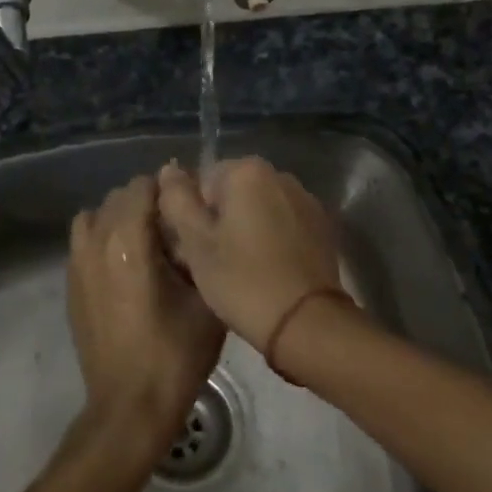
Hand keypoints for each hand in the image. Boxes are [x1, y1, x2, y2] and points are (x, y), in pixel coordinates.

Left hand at [68, 175, 226, 456]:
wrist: (130, 405)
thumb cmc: (175, 354)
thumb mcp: (206, 299)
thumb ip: (199, 250)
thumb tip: (193, 223)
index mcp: (128, 242)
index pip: (142, 186)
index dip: (169, 190)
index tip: (188, 208)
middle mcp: (95, 244)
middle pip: (118, 197)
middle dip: (146, 203)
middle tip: (174, 229)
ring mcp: (76, 265)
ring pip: (95, 216)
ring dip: (120, 219)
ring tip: (146, 245)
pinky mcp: (70, 285)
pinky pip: (83, 242)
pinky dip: (103, 240)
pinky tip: (126, 268)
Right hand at [156, 158, 341, 349]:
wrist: (306, 322)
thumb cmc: (242, 279)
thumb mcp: (195, 242)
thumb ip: (176, 199)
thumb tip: (169, 170)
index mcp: (247, 171)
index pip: (203, 181)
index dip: (193, 215)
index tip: (195, 248)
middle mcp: (281, 176)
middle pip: (234, 193)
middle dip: (221, 220)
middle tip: (213, 262)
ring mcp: (306, 201)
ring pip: (260, 209)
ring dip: (247, 230)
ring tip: (241, 270)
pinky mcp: (323, 228)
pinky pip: (284, 225)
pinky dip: (272, 241)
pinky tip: (268, 271)